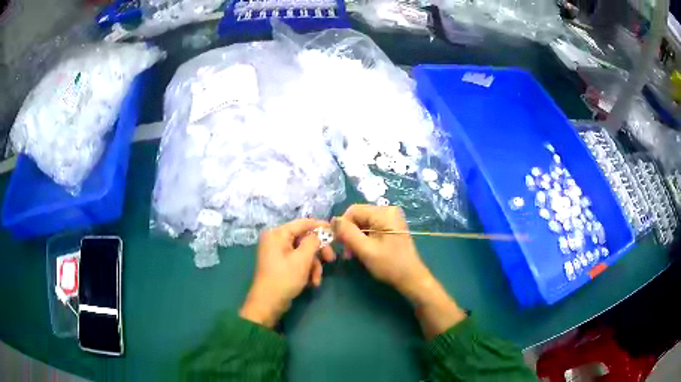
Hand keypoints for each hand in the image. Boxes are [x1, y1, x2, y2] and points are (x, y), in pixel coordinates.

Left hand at [240, 219, 334, 327]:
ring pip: (303, 252)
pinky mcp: (280, 264)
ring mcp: (277, 252)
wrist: (268, 303)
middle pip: (304, 239)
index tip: (335, 230)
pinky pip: (297, 261)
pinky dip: (306, 270)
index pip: (302, 223)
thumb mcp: (302, 259)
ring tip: (316, 279)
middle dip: (318, 252)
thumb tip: (320, 233)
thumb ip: (313, 242)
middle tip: (331, 259)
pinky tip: (311, 282)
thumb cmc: (284, 278)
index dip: (320, 226)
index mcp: (277, 234)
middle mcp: (276, 240)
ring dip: (313, 265)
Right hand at [333, 204, 465, 338]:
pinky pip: (371, 228)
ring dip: (355, 237)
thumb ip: (348, 233)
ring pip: (363, 223)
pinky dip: (363, 239)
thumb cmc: (390, 265)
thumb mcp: (366, 250)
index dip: (343, 225)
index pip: (353, 210)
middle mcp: (388, 210)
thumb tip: (333, 220)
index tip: (339, 243)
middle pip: (358, 216)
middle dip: (349, 233)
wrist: (411, 278)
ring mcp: (391, 218)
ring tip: (353, 255)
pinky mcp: (391, 227)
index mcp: (384, 212)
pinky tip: (362, 251)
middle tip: (347, 253)